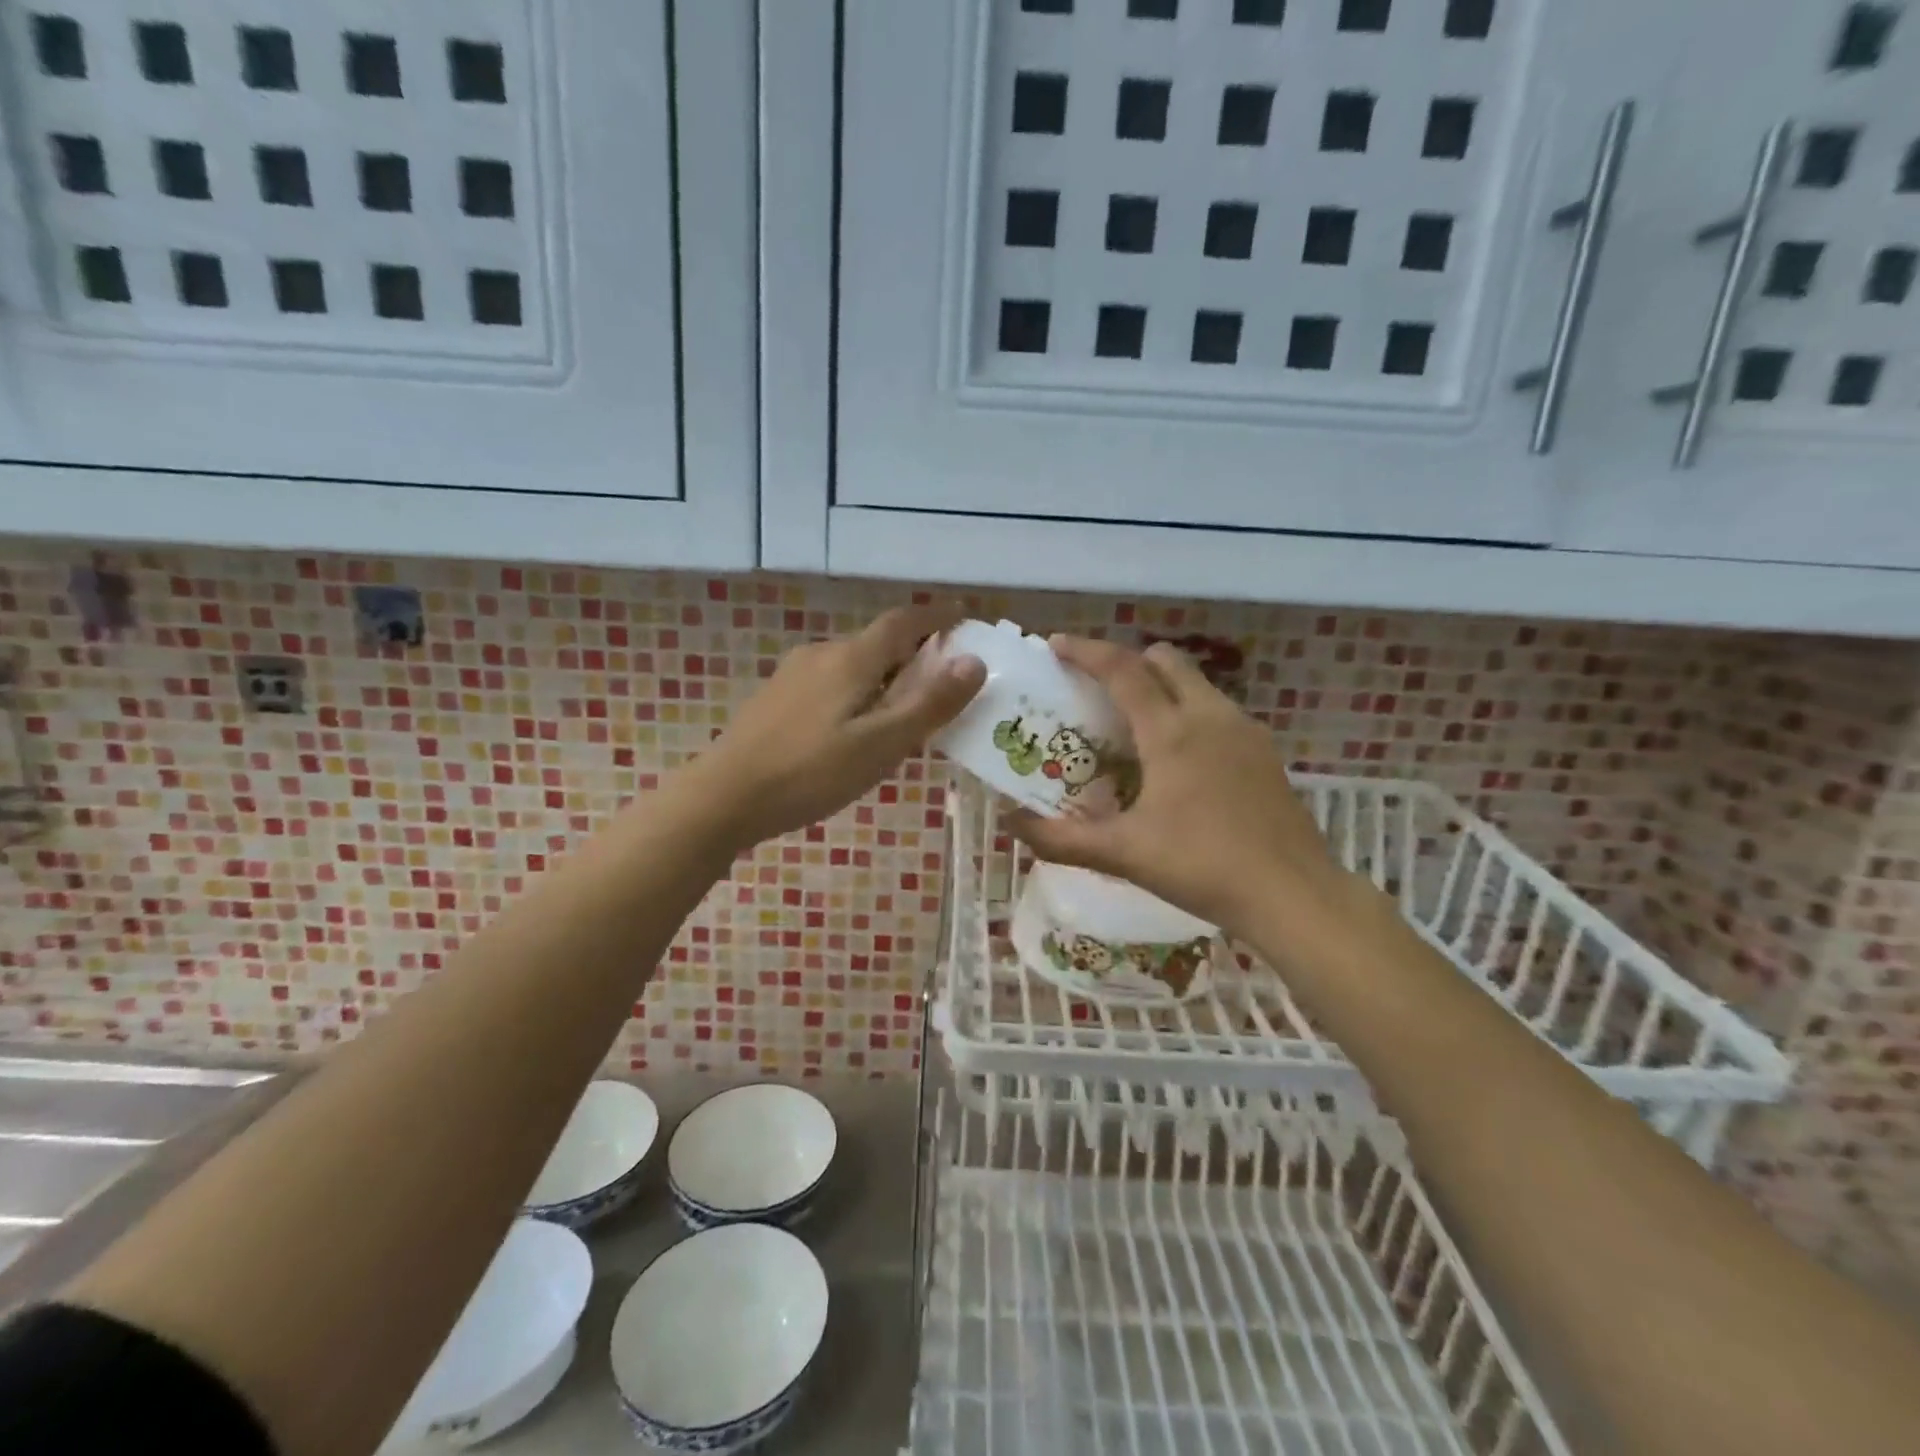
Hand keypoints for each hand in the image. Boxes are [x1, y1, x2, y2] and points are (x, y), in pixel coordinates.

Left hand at [690, 603, 985, 846]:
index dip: (936, 617)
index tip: (963, 615)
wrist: (724, 797)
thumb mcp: (881, 744)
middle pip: (877, 643)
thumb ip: (929, 704)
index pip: (903, 622)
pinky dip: (858, 692)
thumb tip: (974, 661)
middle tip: (943, 682)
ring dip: (885, 676)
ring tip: (905, 712)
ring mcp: (793, 675)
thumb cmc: (811, 773)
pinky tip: (856, 729)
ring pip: (853, 665)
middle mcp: (821, 654)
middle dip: (914, 653)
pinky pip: (831, 683)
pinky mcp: (776, 699)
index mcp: (851, 659)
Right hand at [1008, 637, 1346, 940]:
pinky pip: (1217, 710)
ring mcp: (1244, 731)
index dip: (1086, 651)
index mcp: (1171, 731)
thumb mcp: (1123, 854)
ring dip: (1161, 686)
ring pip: (1196, 683)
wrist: (1292, 894)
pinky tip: (1178, 758)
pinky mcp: (1264, 752)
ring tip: (1134, 724)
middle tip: (1097, 688)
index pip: (1122, 670)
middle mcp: (1209, 716)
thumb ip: (1060, 838)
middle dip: (1128, 661)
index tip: (1056, 644)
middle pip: (1165, 660)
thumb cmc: (1202, 866)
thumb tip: (1009, 824)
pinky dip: (1188, 711)